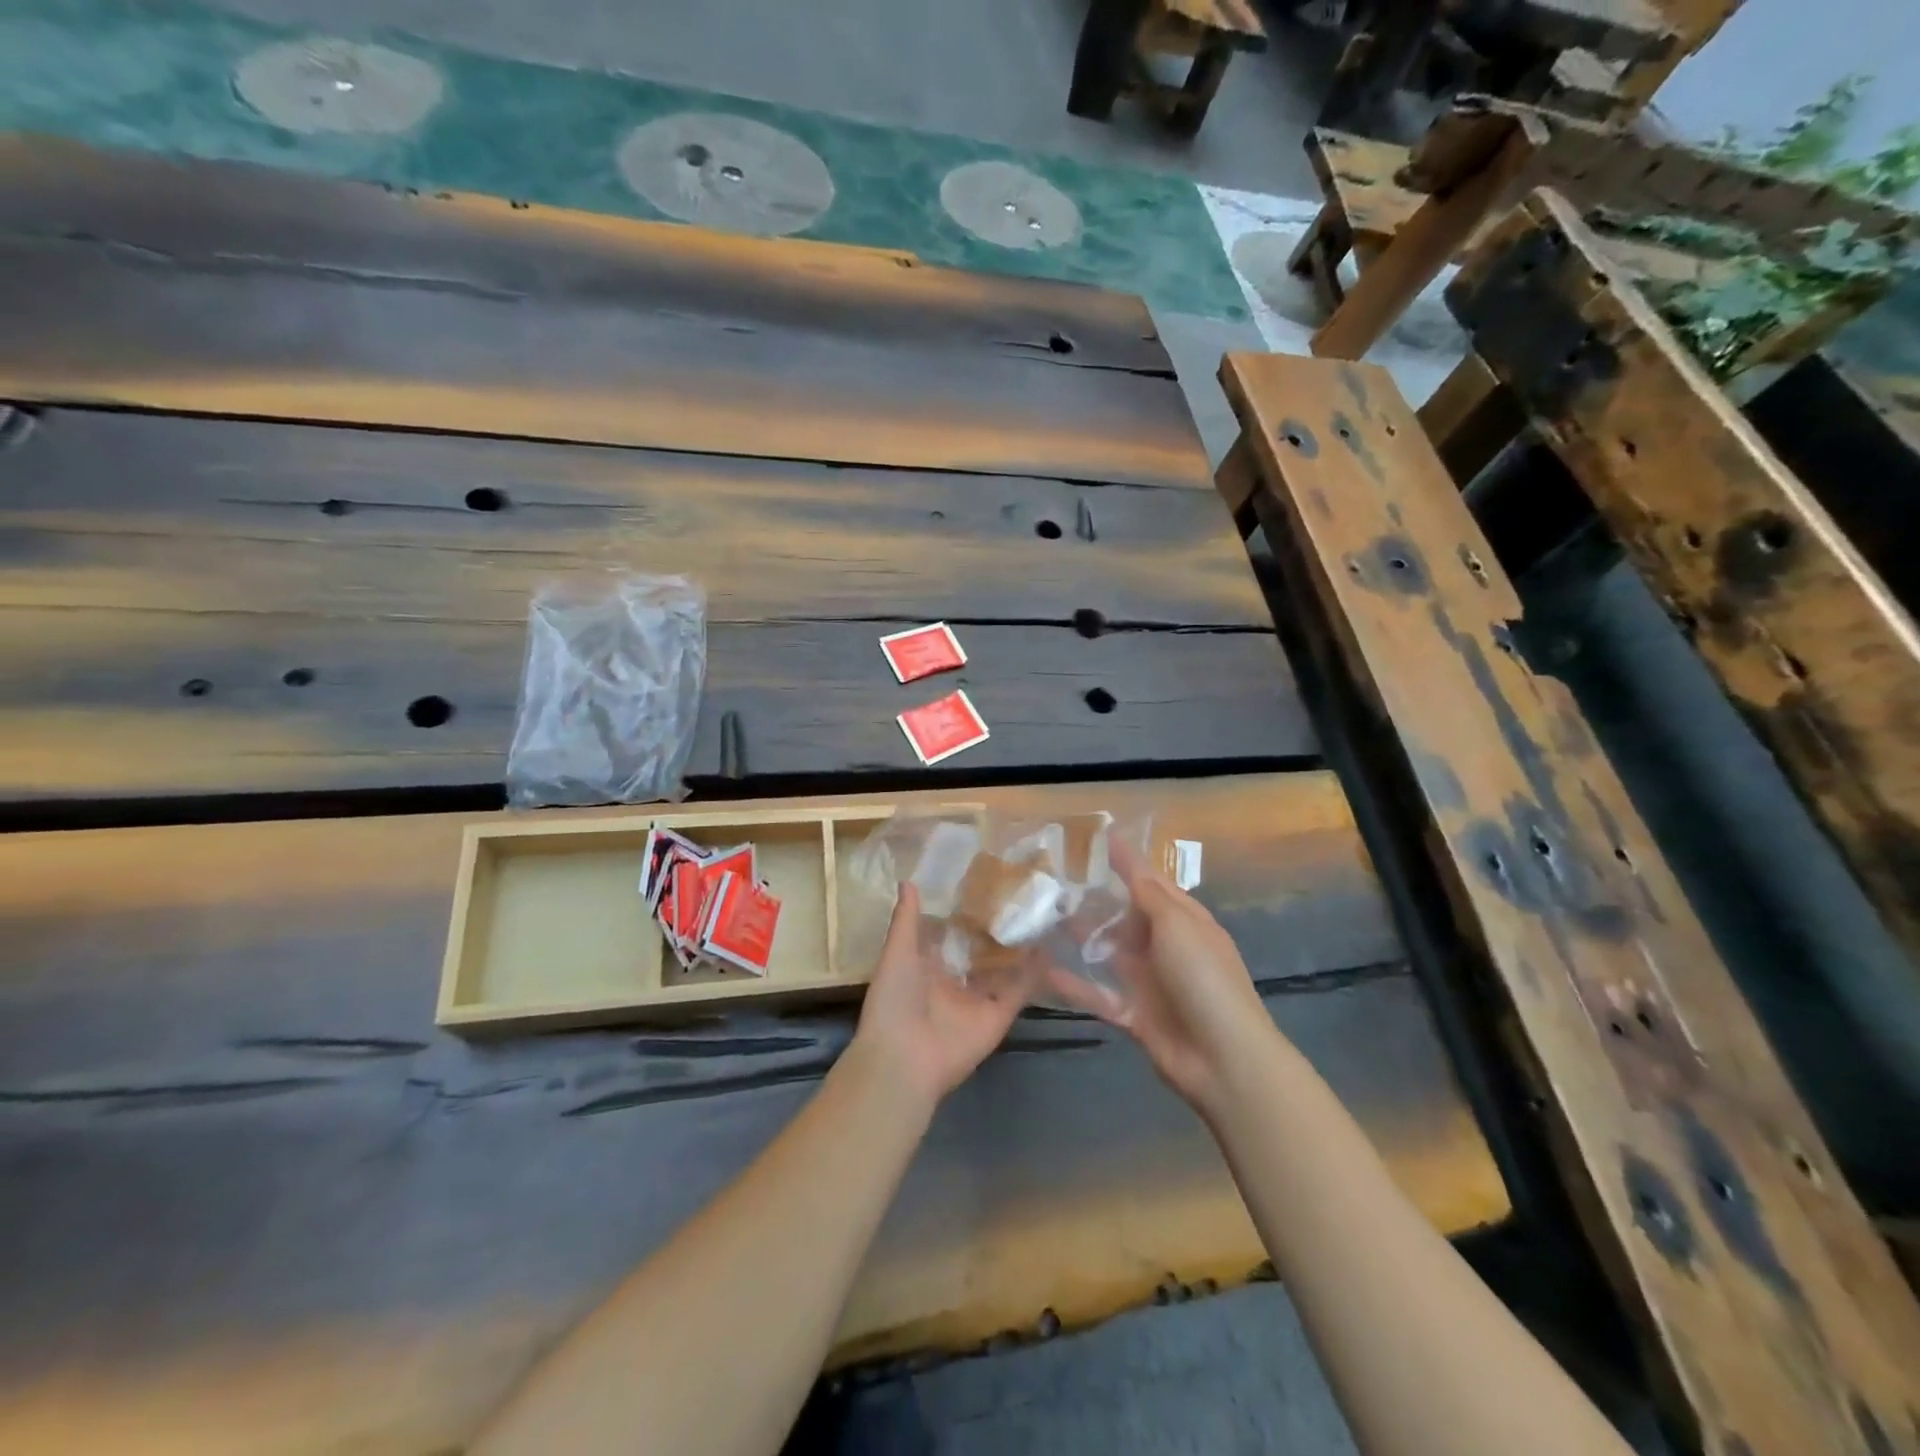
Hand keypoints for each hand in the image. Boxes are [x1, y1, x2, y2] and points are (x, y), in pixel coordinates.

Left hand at [851, 883, 1032, 1108]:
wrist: (903, 1059)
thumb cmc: (894, 1000)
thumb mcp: (897, 952)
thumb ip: (906, 919)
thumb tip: (907, 879)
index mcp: (927, 966)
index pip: (950, 934)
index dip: (965, 913)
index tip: (986, 883)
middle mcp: (955, 981)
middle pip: (980, 951)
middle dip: (997, 929)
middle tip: (1022, 895)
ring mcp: (977, 1000)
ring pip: (1004, 970)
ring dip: (1020, 949)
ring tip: (1042, 915)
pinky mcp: (997, 1017)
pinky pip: (1018, 993)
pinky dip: (1034, 975)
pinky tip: (1050, 948)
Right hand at [1047, 841, 1276, 1113]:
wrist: (1223, 1057)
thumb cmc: (1204, 977)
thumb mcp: (1177, 924)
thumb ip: (1146, 893)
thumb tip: (1128, 855)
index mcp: (1185, 920)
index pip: (1151, 882)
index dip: (1126, 861)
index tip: (1098, 836)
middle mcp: (1166, 946)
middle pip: (1125, 916)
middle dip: (1095, 898)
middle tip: (1054, 878)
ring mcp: (1149, 981)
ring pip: (1108, 951)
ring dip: (1080, 936)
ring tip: (1042, 916)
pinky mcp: (1133, 1013)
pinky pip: (1097, 993)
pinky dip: (1073, 984)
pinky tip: (1042, 970)